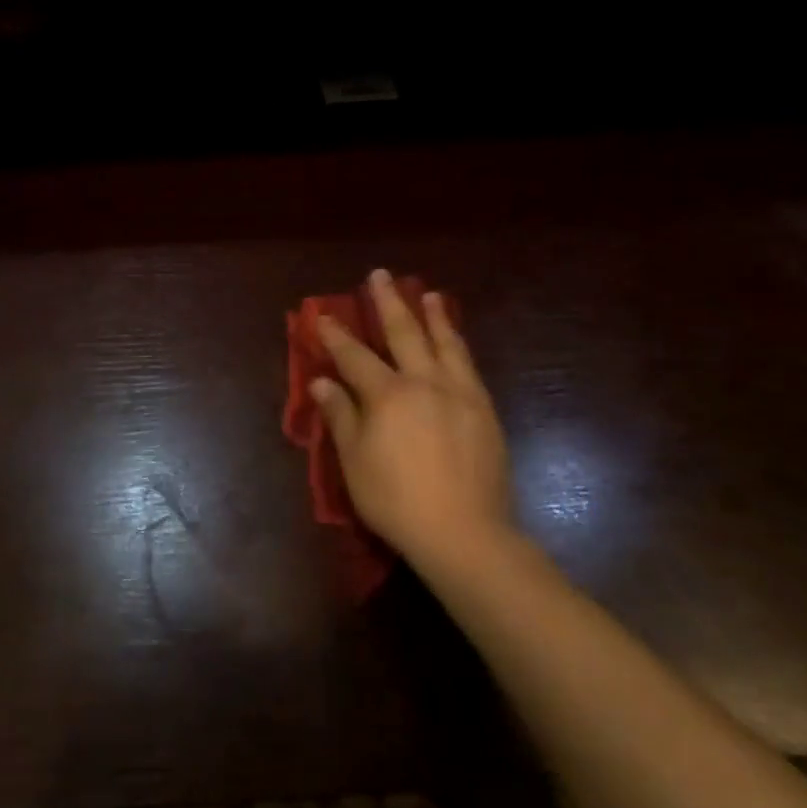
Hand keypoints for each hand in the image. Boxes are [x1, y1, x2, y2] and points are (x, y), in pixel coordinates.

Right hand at [312, 269, 513, 572]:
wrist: (464, 532)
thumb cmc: (396, 500)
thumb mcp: (355, 462)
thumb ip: (340, 416)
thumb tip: (322, 382)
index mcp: (387, 394)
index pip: (354, 355)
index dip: (336, 334)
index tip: (322, 314)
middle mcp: (424, 382)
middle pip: (403, 332)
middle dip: (388, 302)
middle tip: (381, 275)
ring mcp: (459, 393)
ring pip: (445, 342)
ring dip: (433, 315)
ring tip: (427, 293)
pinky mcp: (484, 409)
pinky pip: (468, 365)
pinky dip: (458, 344)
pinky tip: (456, 340)